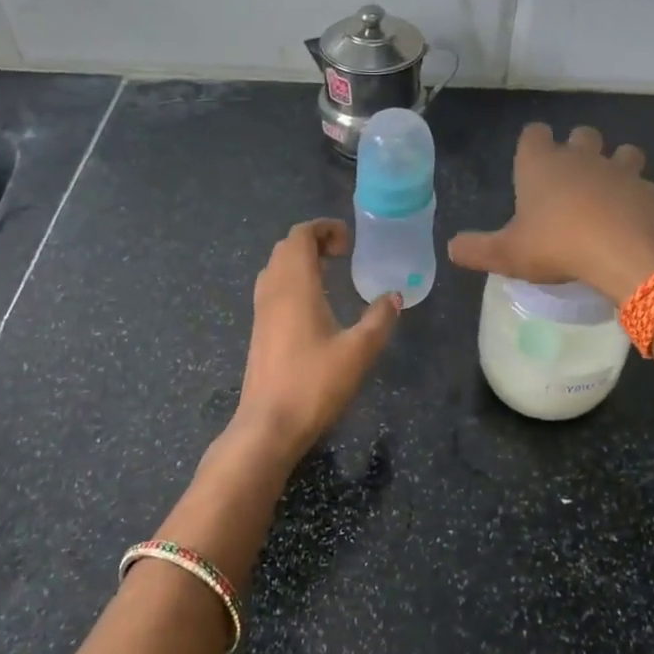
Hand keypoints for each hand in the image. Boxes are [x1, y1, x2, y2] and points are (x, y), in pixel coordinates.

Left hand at [234, 219, 399, 461]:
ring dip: (300, 261)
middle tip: (343, 254)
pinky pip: (272, 289)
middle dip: (313, 242)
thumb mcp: (359, 351)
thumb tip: (393, 296)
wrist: (269, 425)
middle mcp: (272, 291)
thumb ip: (379, 319)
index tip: (350, 241)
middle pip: (285, 248)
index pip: (300, 236)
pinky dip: (292, 282)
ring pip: (275, 268)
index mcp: (294, 286)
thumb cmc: (315, 384)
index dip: (323, 228)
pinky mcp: (259, 332)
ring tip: (330, 274)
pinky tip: (314, 306)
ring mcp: (261, 312)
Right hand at [448, 123, 653, 303]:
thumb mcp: (506, 254)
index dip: (533, 143)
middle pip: (584, 135)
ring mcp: (624, 172)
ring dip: (624, 163)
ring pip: (628, 152)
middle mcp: (583, 159)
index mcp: (541, 165)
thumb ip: (476, 249)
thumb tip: (452, 248)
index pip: (534, 135)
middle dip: (581, 147)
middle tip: (574, 174)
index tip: (532, 158)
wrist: (621, 251)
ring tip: (618, 185)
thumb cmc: (556, 246)